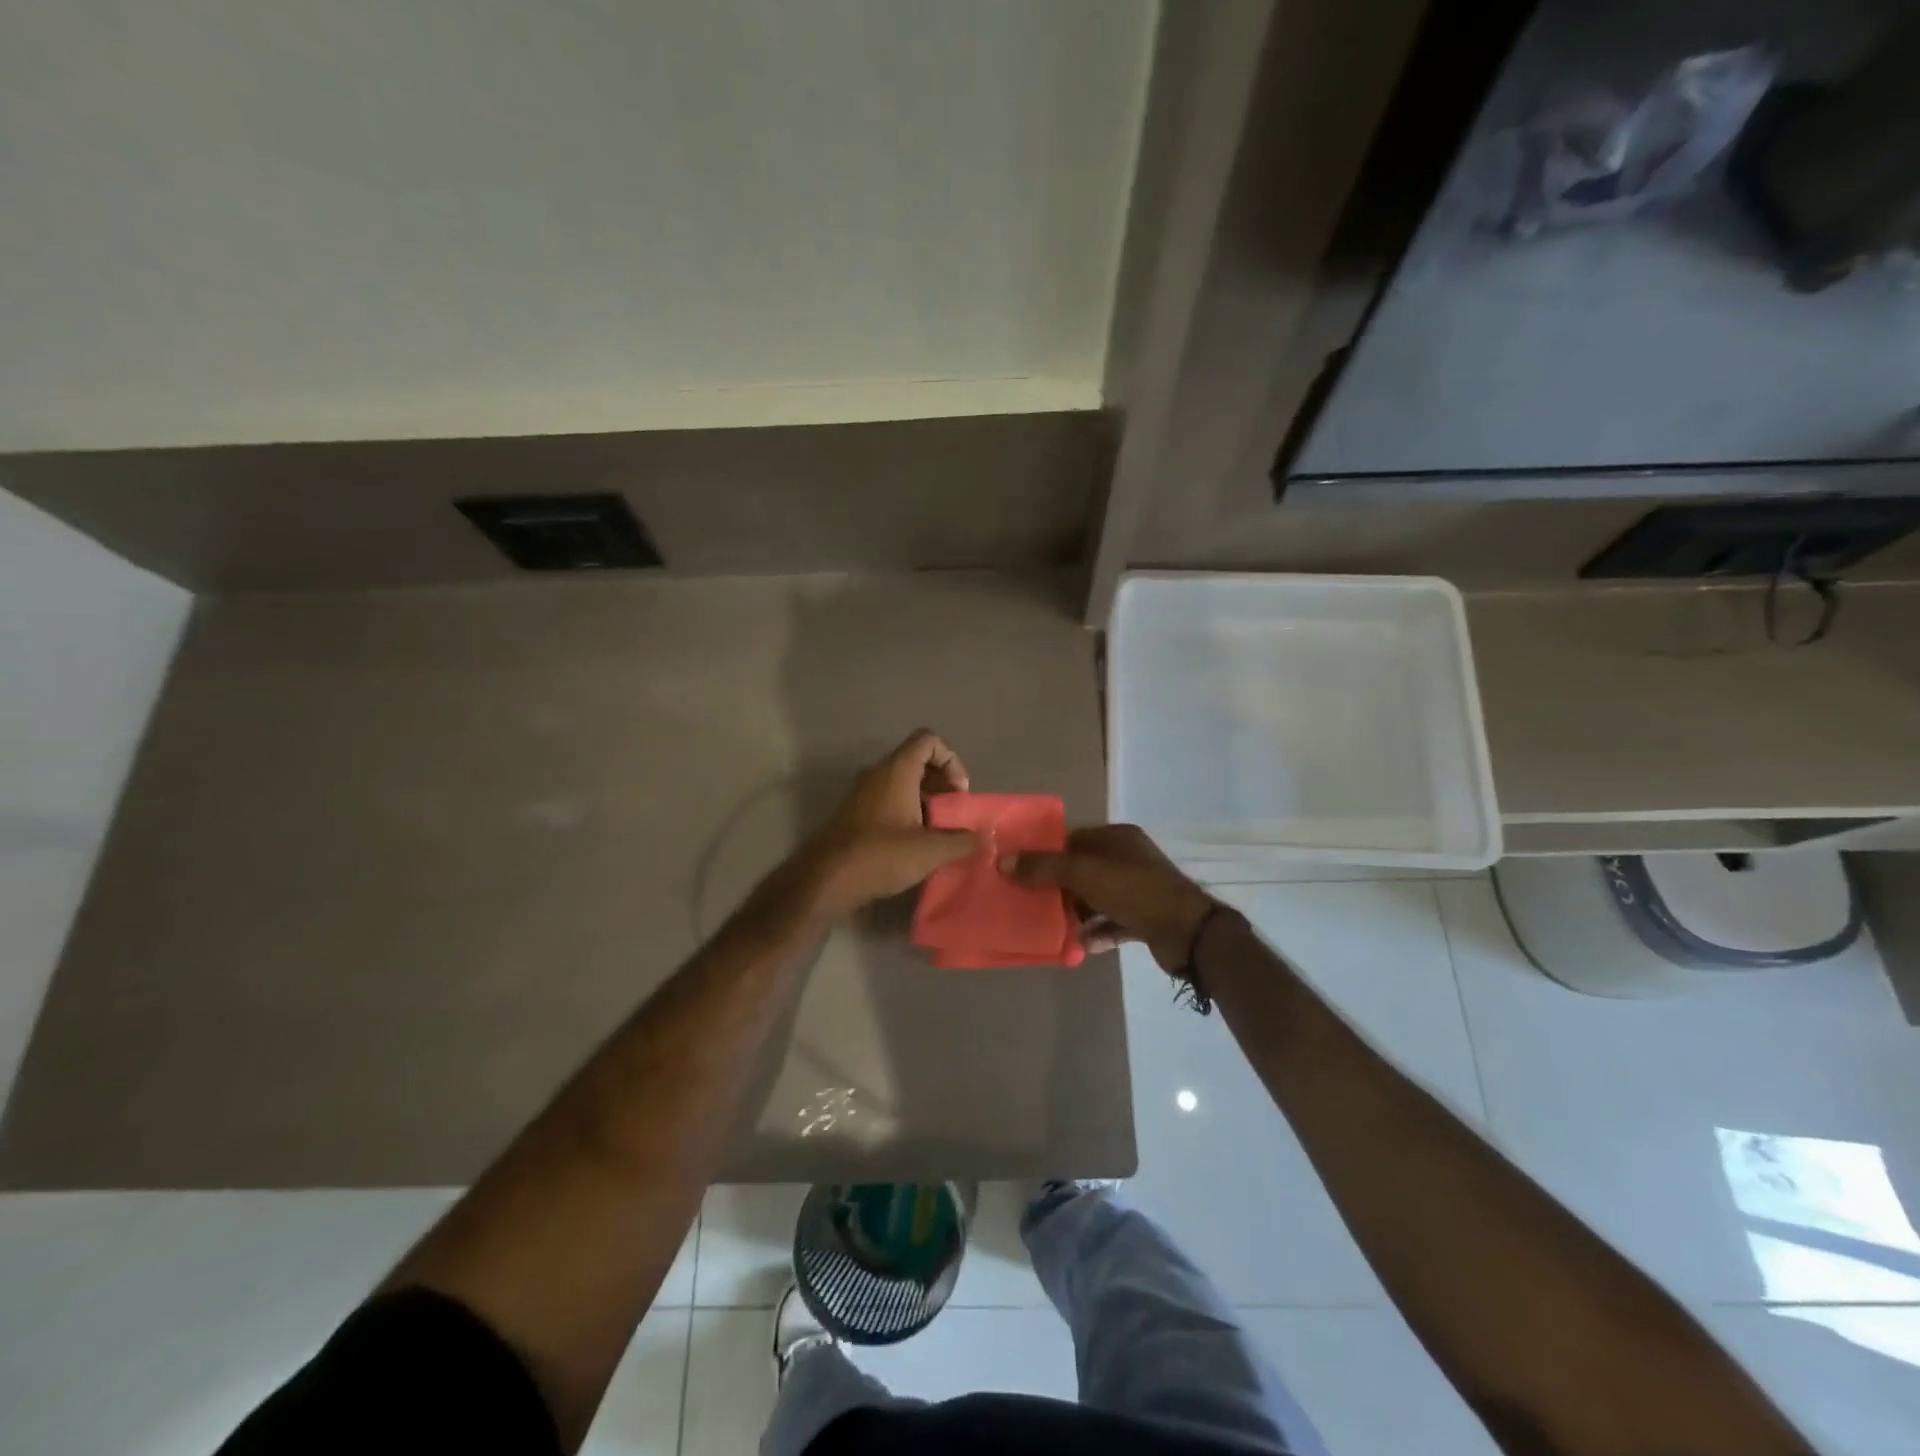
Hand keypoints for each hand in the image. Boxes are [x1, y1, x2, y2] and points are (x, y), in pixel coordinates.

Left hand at [791, 730, 977, 917]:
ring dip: (926, 802)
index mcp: (896, 771)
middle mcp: (877, 774)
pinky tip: (916, 846)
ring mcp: (863, 794)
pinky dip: (907, 813)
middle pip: (917, 762)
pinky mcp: (855, 815)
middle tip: (954, 816)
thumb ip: (963, 841)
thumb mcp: (930, 851)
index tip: (958, 794)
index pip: (928, 740)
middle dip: (942, 785)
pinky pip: (888, 801)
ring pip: (903, 784)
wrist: (825, 880)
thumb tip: (985, 838)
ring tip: (939, 834)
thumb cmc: (880, 855)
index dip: (951, 760)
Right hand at [1001, 824, 1215, 972]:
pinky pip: (1110, 922)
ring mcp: (1138, 890)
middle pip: (1082, 869)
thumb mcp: (1085, 873)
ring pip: (1095, 897)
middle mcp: (1128, 860)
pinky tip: (1075, 945)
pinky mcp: (1144, 919)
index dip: (1046, 851)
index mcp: (1117, 839)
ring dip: (1073, 911)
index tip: (1018, 868)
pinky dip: (1093, 932)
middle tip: (1026, 899)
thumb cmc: (1135, 891)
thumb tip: (1003, 861)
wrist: (1188, 933)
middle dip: (1056, 884)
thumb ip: (1044, 867)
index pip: (1073, 838)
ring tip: (1045, 924)